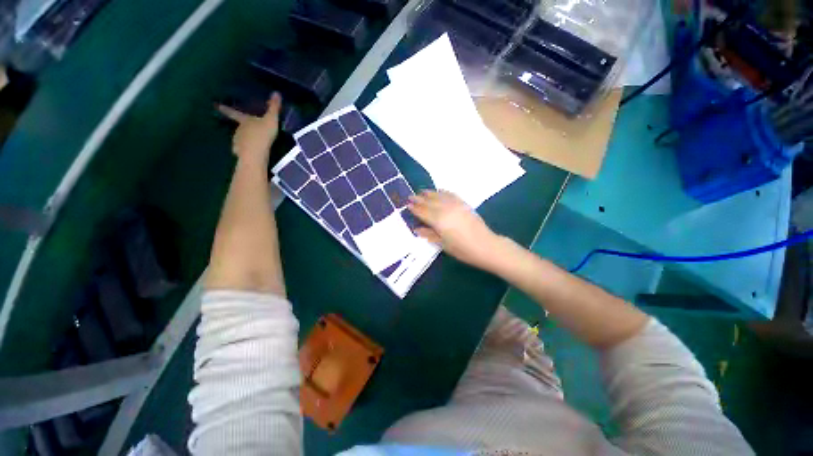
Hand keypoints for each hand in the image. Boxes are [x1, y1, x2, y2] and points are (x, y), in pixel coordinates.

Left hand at [218, 93, 281, 166]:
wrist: (255, 153)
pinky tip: (251, 152)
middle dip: (242, 127)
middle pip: (238, 126)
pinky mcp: (240, 152)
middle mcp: (238, 129)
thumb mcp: (271, 120)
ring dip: (245, 139)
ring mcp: (237, 141)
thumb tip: (276, 92)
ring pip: (240, 138)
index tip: (215, 105)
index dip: (225, 108)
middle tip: (247, 128)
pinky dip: (245, 149)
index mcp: (244, 120)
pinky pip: (242, 149)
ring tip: (253, 142)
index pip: (233, 112)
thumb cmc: (262, 134)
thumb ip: (274, 108)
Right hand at [408, 190, 502, 268]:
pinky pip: (451, 194)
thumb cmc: (462, 249)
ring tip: (422, 192)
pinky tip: (439, 191)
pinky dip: (443, 192)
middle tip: (411, 196)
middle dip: (419, 199)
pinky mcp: (464, 204)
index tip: (407, 204)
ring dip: (429, 193)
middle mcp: (445, 209)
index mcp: (438, 220)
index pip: (423, 212)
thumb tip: (416, 229)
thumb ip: (429, 234)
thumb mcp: (443, 244)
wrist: (486, 245)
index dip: (414, 208)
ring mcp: (455, 205)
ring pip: (439, 196)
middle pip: (429, 202)